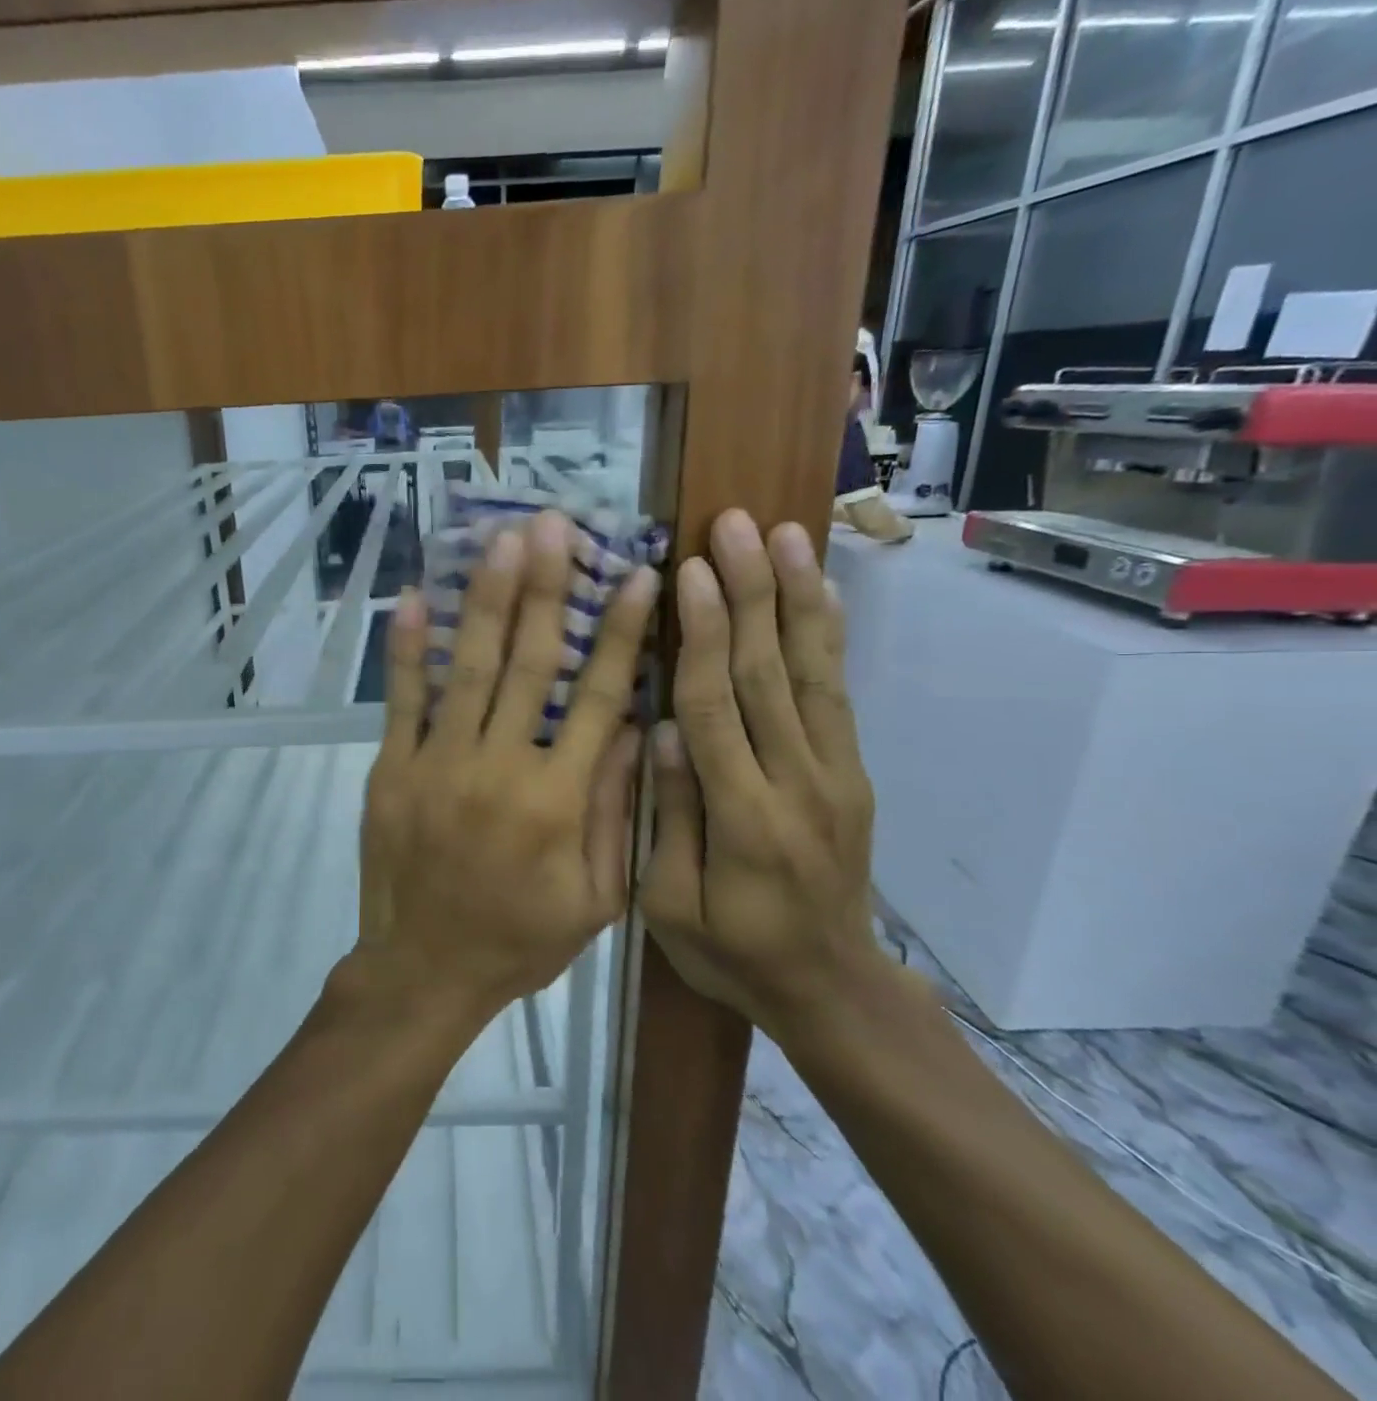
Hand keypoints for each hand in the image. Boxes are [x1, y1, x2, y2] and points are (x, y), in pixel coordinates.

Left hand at [356, 511, 657, 1017]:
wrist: (424, 970)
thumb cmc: (519, 940)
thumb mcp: (594, 898)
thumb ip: (615, 812)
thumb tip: (634, 729)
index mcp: (558, 799)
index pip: (599, 698)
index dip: (623, 633)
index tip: (640, 577)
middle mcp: (500, 766)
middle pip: (531, 662)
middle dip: (548, 590)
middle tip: (556, 526)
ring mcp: (438, 762)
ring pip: (469, 667)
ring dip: (488, 599)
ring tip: (502, 541)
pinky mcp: (393, 769)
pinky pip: (402, 700)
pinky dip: (407, 648)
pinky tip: (414, 598)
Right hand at [641, 510, 885, 1034]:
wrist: (833, 989)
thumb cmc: (734, 954)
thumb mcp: (672, 908)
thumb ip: (670, 817)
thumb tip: (663, 729)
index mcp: (745, 820)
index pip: (718, 709)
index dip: (703, 636)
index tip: (689, 572)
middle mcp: (799, 783)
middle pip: (770, 674)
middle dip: (751, 593)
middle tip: (735, 526)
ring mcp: (835, 774)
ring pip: (813, 672)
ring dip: (797, 597)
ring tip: (786, 535)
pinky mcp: (852, 771)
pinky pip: (838, 694)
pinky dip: (829, 636)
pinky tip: (819, 590)